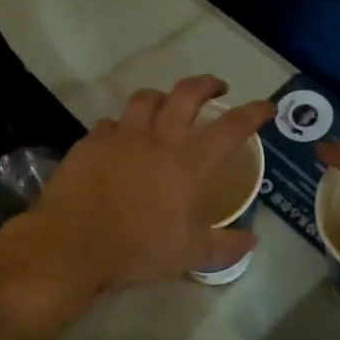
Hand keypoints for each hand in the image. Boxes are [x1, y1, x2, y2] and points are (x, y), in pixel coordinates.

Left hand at [13, 76, 274, 299]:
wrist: (74, 244)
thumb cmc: (140, 248)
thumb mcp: (191, 255)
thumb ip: (226, 246)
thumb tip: (253, 241)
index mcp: (189, 163)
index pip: (231, 127)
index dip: (253, 112)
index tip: (266, 107)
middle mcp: (159, 139)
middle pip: (187, 94)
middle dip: (207, 84)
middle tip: (217, 88)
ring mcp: (122, 136)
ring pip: (146, 99)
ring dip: (162, 97)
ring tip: (167, 107)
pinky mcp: (91, 142)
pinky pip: (111, 123)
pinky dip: (123, 127)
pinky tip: (121, 140)